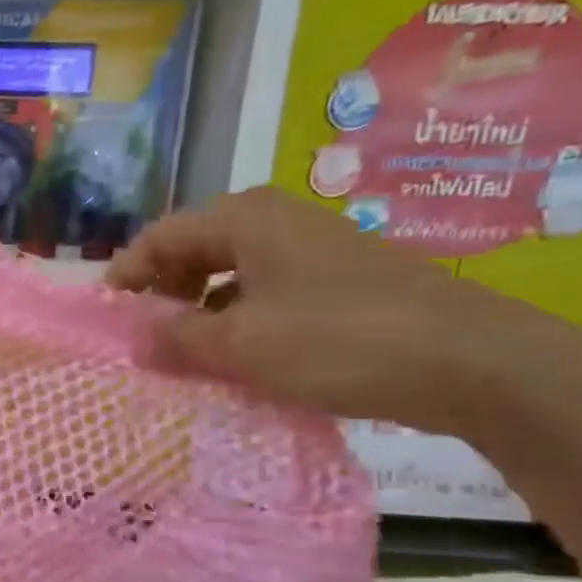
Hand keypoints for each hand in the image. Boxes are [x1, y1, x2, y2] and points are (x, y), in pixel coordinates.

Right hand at [106, 187, 569, 437]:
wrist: (474, 362)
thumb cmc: (340, 341)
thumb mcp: (240, 345)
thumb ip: (175, 338)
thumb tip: (134, 338)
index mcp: (246, 219)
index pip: (160, 237)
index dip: (125, 277)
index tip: (107, 321)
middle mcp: (276, 221)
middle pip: (193, 251)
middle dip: (162, 295)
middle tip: (146, 341)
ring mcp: (311, 250)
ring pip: (229, 275)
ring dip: (200, 313)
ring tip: (188, 357)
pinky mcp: (338, 281)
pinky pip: (265, 294)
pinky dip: (239, 321)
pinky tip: (242, 359)